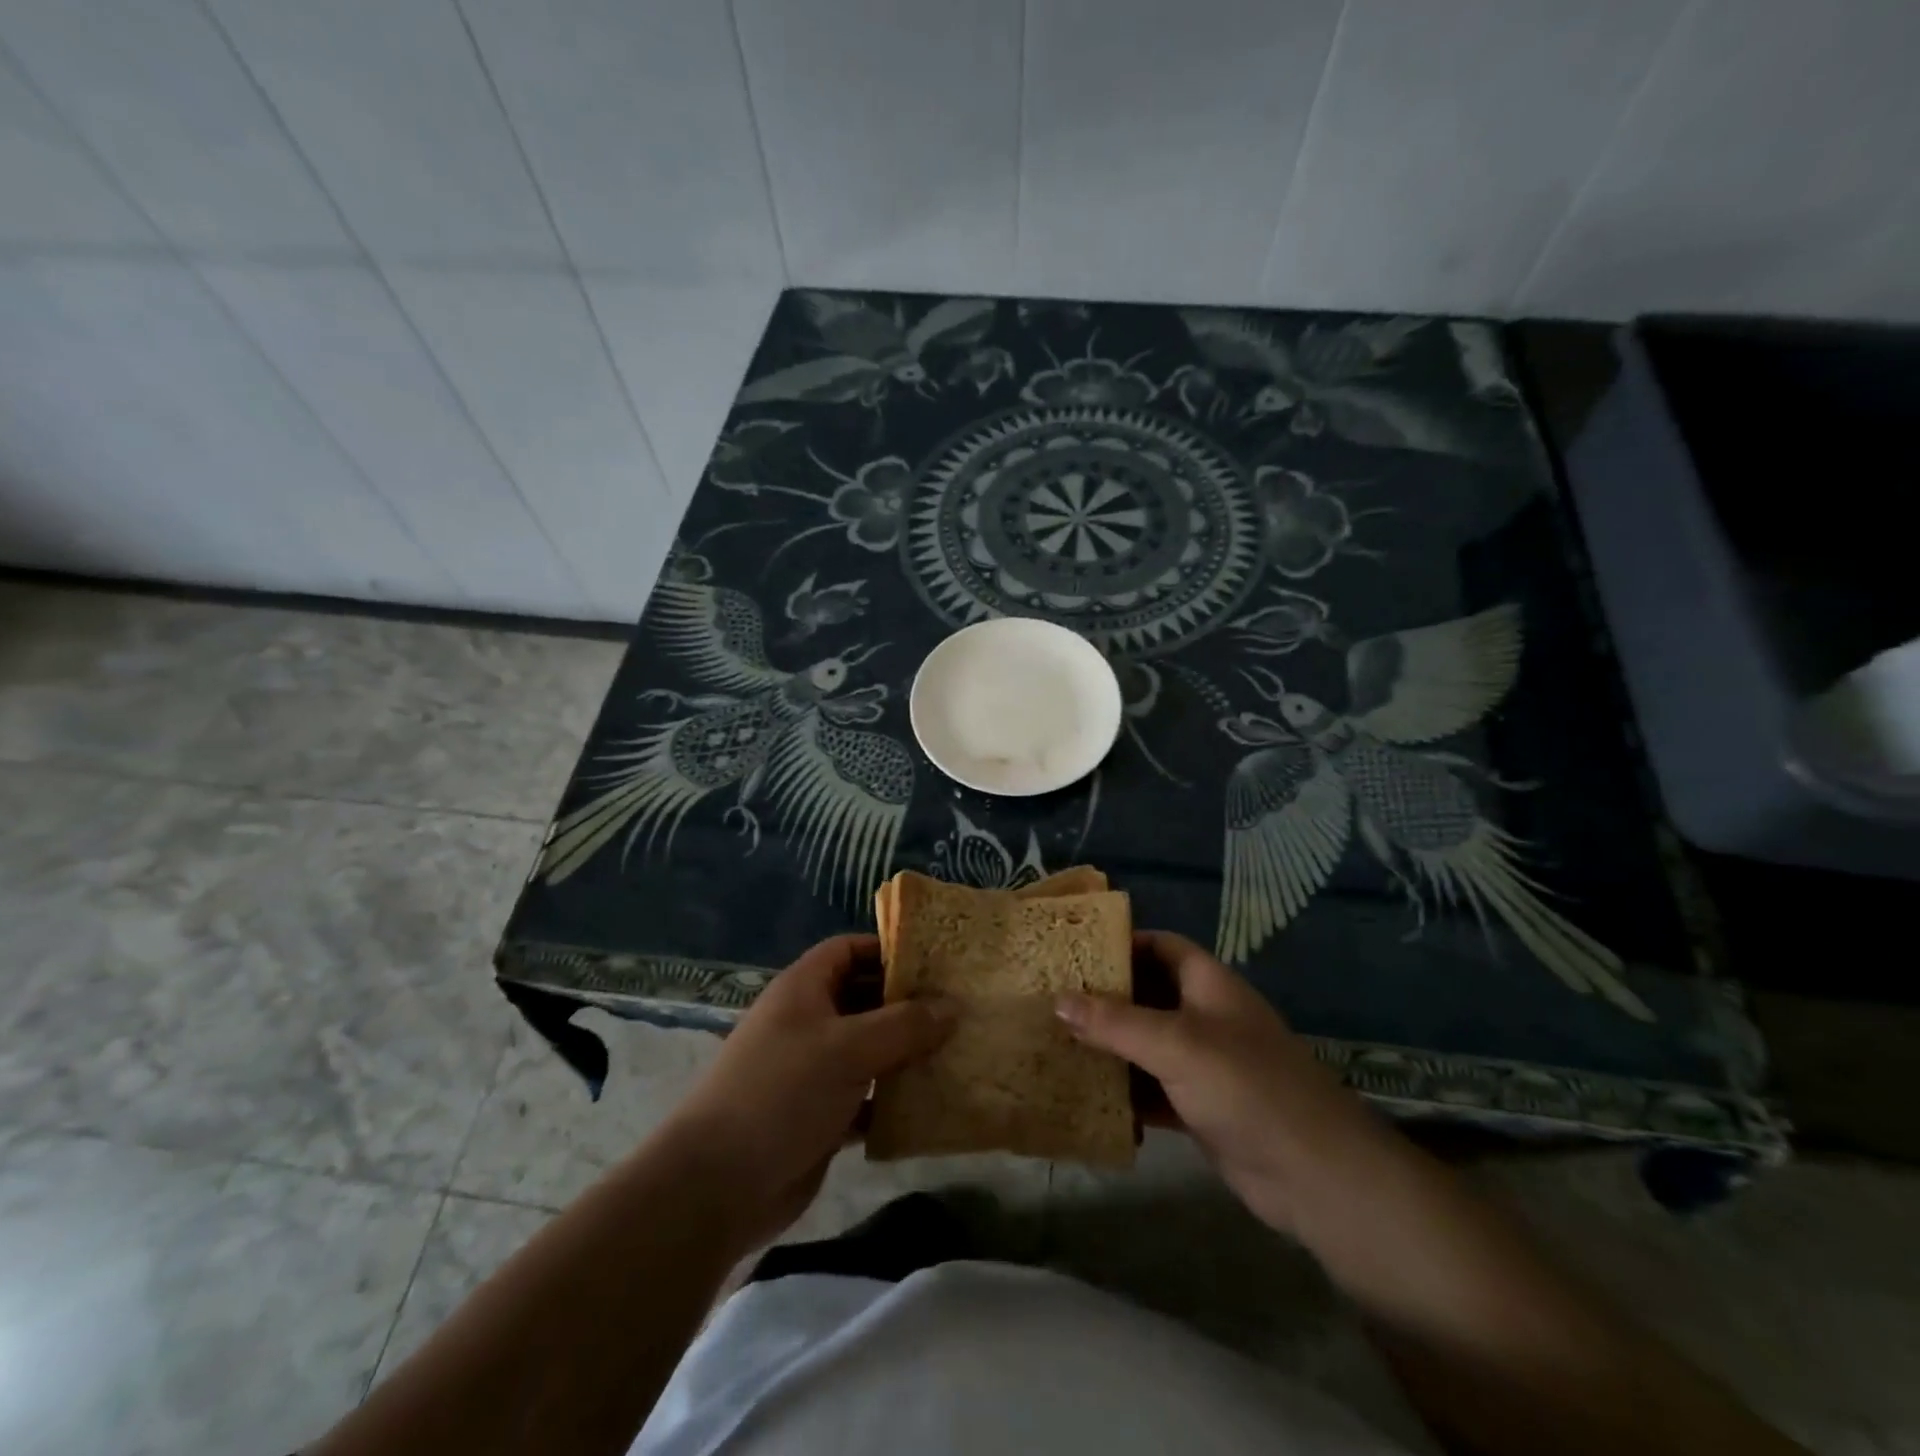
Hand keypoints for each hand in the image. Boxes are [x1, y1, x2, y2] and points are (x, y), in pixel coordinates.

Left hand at [662, 934, 954, 1250]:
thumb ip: (905, 1025)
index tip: (936, 960)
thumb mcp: (848, 1048)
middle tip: (961, 1007)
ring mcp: (813, 1070)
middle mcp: (808, 1021)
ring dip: (907, 1052)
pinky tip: (932, 1104)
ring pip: (870, 1049)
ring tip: (958, 1051)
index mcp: (804, 988)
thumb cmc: (782, 1092)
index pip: (850, 950)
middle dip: (908, 1003)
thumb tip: (954, 1006)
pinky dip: (894, 1098)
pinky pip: (867, 1095)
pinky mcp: (821, 1115)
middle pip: (865, 998)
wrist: (717, 1185)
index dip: (889, 949)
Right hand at [1056, 930, 1389, 1235]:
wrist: (1316, 1177)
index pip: (1160, 946)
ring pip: (1145, 1045)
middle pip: (1147, 995)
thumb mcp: (1177, 1045)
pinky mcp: (1199, 1108)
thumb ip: (1116, 1022)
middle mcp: (1204, 1017)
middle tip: (1050, 999)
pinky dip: (1123, 1092)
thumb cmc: (1247, 1087)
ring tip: (1054, 1044)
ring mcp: (1203, 1064)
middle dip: (1103, 998)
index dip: (1121, 943)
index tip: (1072, 952)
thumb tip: (1057, 1000)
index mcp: (1208, 985)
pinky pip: (1151, 1089)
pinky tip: (1084, 1096)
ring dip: (1108, 1047)